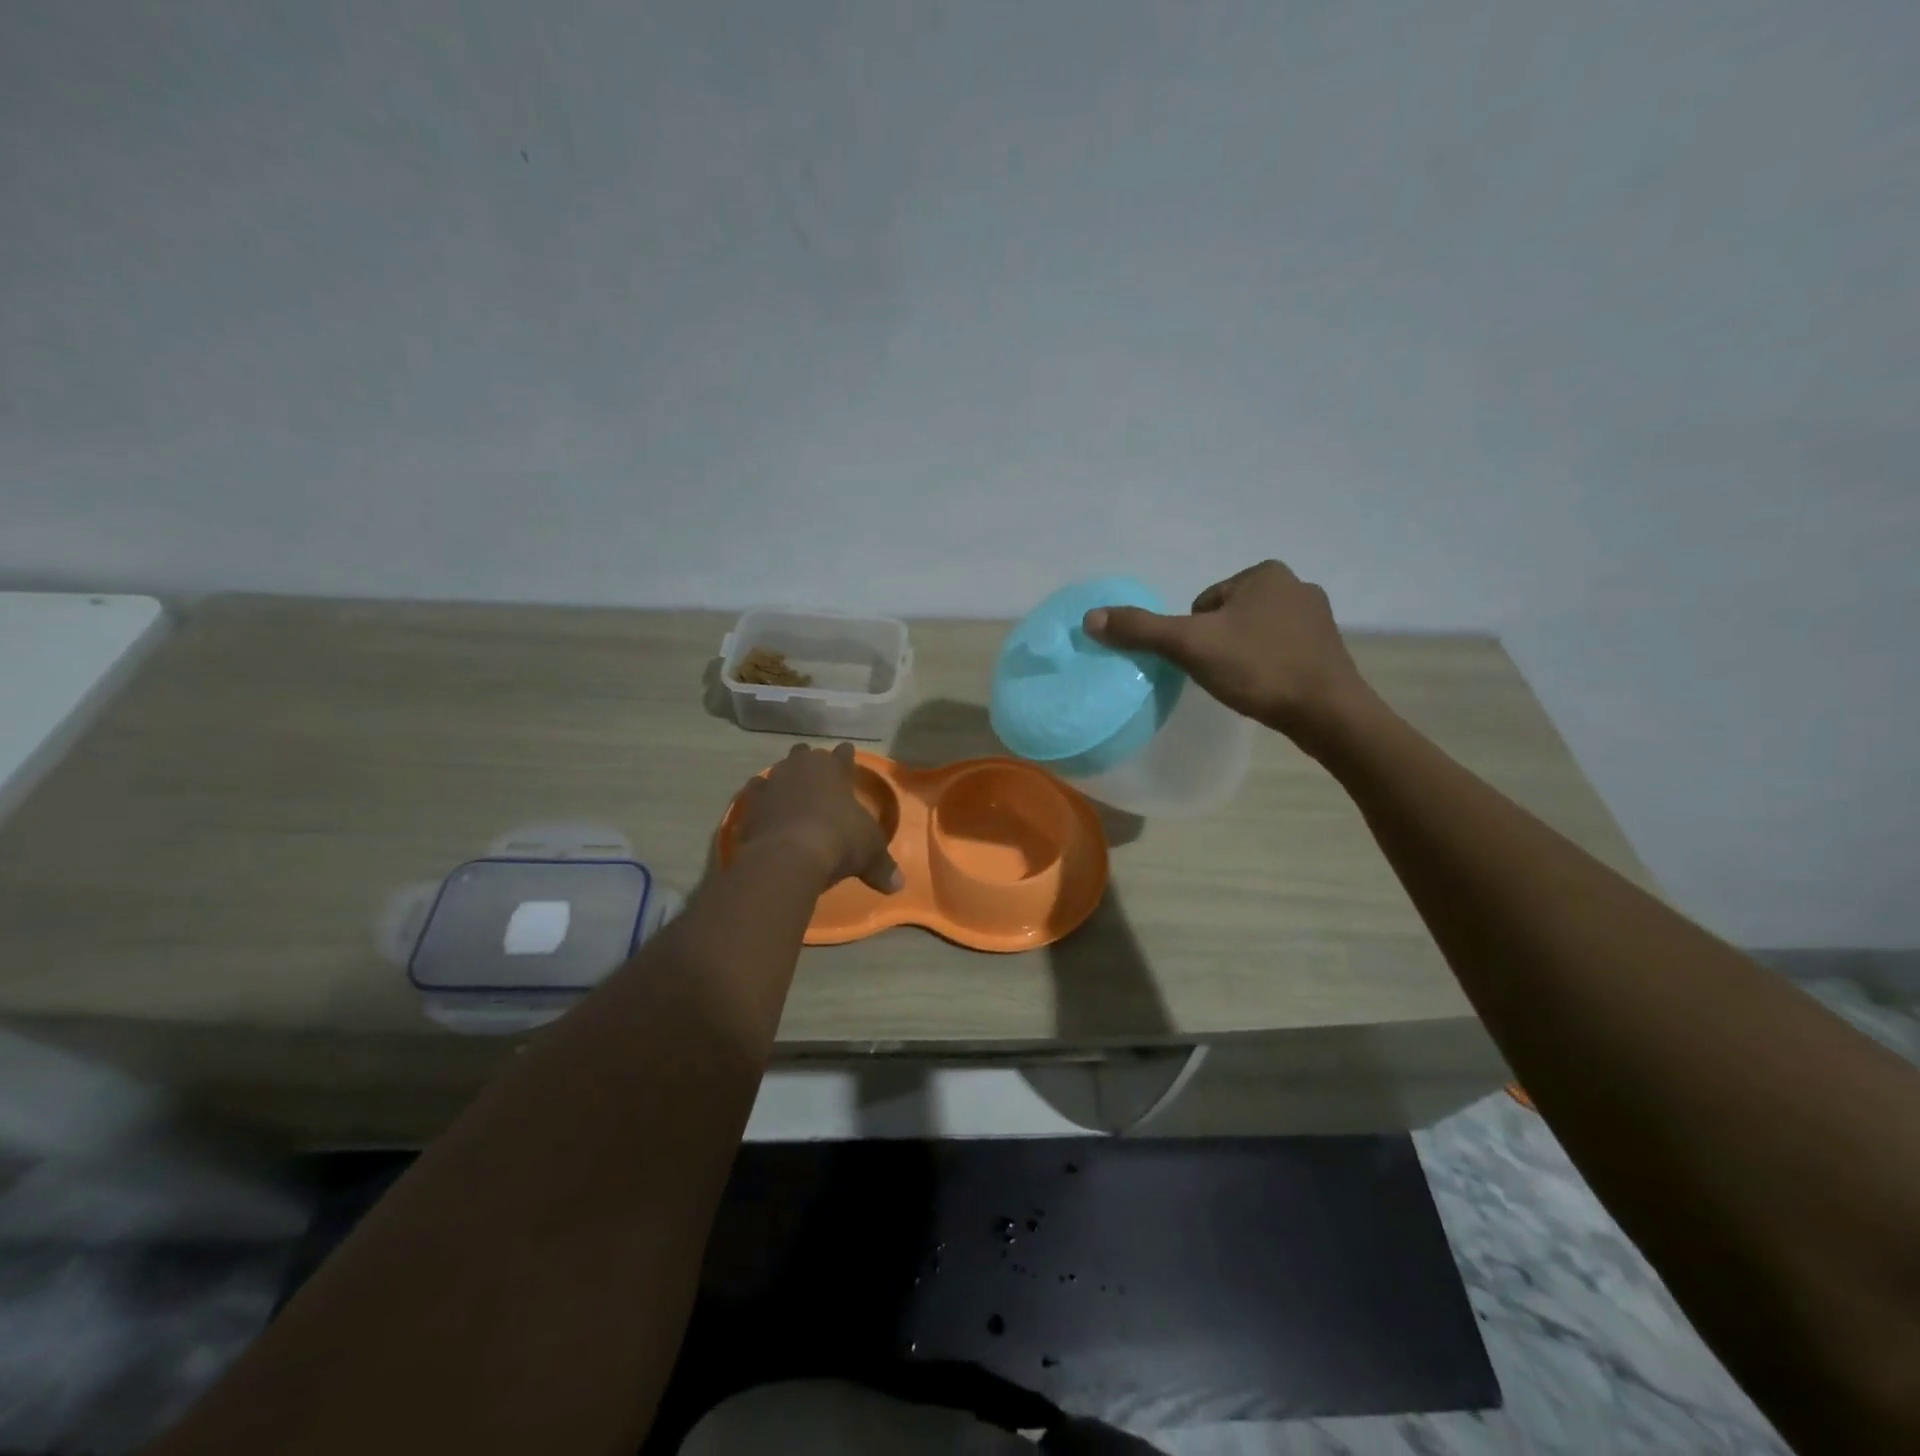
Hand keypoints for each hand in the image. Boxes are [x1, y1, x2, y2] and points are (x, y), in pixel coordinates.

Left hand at [733, 743, 903, 893]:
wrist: (786, 857)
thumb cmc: (838, 841)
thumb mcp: (869, 853)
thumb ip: (882, 866)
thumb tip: (898, 885)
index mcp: (833, 768)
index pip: (843, 755)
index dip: (847, 756)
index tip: (847, 754)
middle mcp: (800, 768)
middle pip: (805, 755)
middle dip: (810, 762)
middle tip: (816, 775)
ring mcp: (771, 784)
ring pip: (778, 772)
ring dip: (784, 780)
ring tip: (789, 792)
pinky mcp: (749, 806)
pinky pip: (756, 796)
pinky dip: (762, 802)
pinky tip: (765, 810)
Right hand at [1082, 560, 1370, 750]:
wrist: (1327, 712)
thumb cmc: (1258, 668)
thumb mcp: (1190, 646)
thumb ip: (1141, 629)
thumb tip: (1090, 617)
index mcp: (1264, 573)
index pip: (1203, 603)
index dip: (1194, 635)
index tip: (1204, 661)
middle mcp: (1295, 585)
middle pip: (1228, 617)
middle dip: (1218, 644)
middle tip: (1221, 676)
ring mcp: (1318, 617)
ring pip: (1254, 634)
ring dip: (1242, 656)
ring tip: (1244, 685)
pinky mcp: (1329, 648)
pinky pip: (1280, 651)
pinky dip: (1267, 667)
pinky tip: (1267, 689)